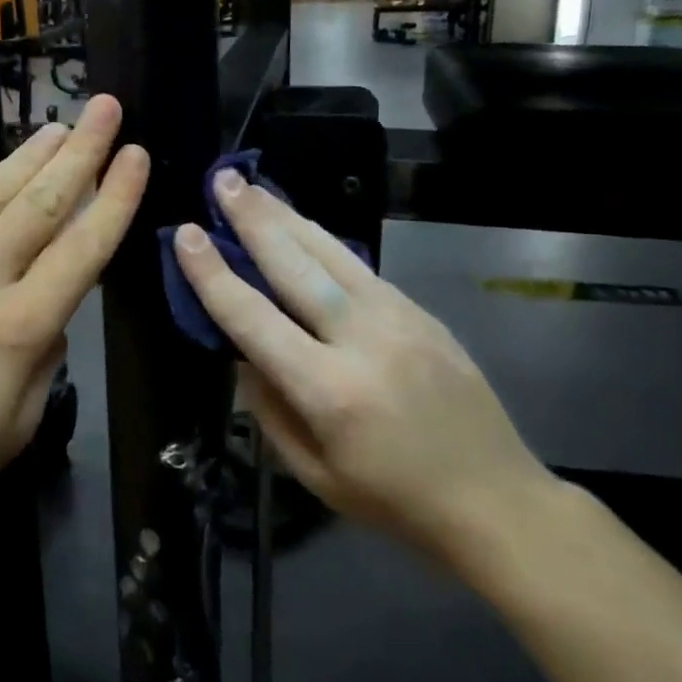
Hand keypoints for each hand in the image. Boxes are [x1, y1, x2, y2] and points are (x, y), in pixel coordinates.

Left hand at [0, 96, 148, 526]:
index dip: (114, 198)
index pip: (83, 248)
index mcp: (19, 327)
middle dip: (81, 152)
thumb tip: (55, 314)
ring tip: (56, 127)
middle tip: (105, 108)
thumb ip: (46, 362)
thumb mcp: (17, 427)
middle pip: (39, 204)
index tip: (135, 154)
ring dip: (25, 157)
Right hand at [174, 168, 555, 571]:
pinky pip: (359, 266)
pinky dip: (322, 240)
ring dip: (286, 215)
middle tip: (221, 181)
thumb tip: (241, 352)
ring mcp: (398, 318)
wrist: (496, 498)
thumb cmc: (394, 500)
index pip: (254, 319)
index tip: (185, 235)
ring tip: (253, 186)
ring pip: (330, 252)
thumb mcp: (314, 474)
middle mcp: (362, 340)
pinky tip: (301, 225)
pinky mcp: (420, 311)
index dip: (213, 275)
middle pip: (294, 266)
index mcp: (329, 391)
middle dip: (251, 219)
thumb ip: (269, 409)